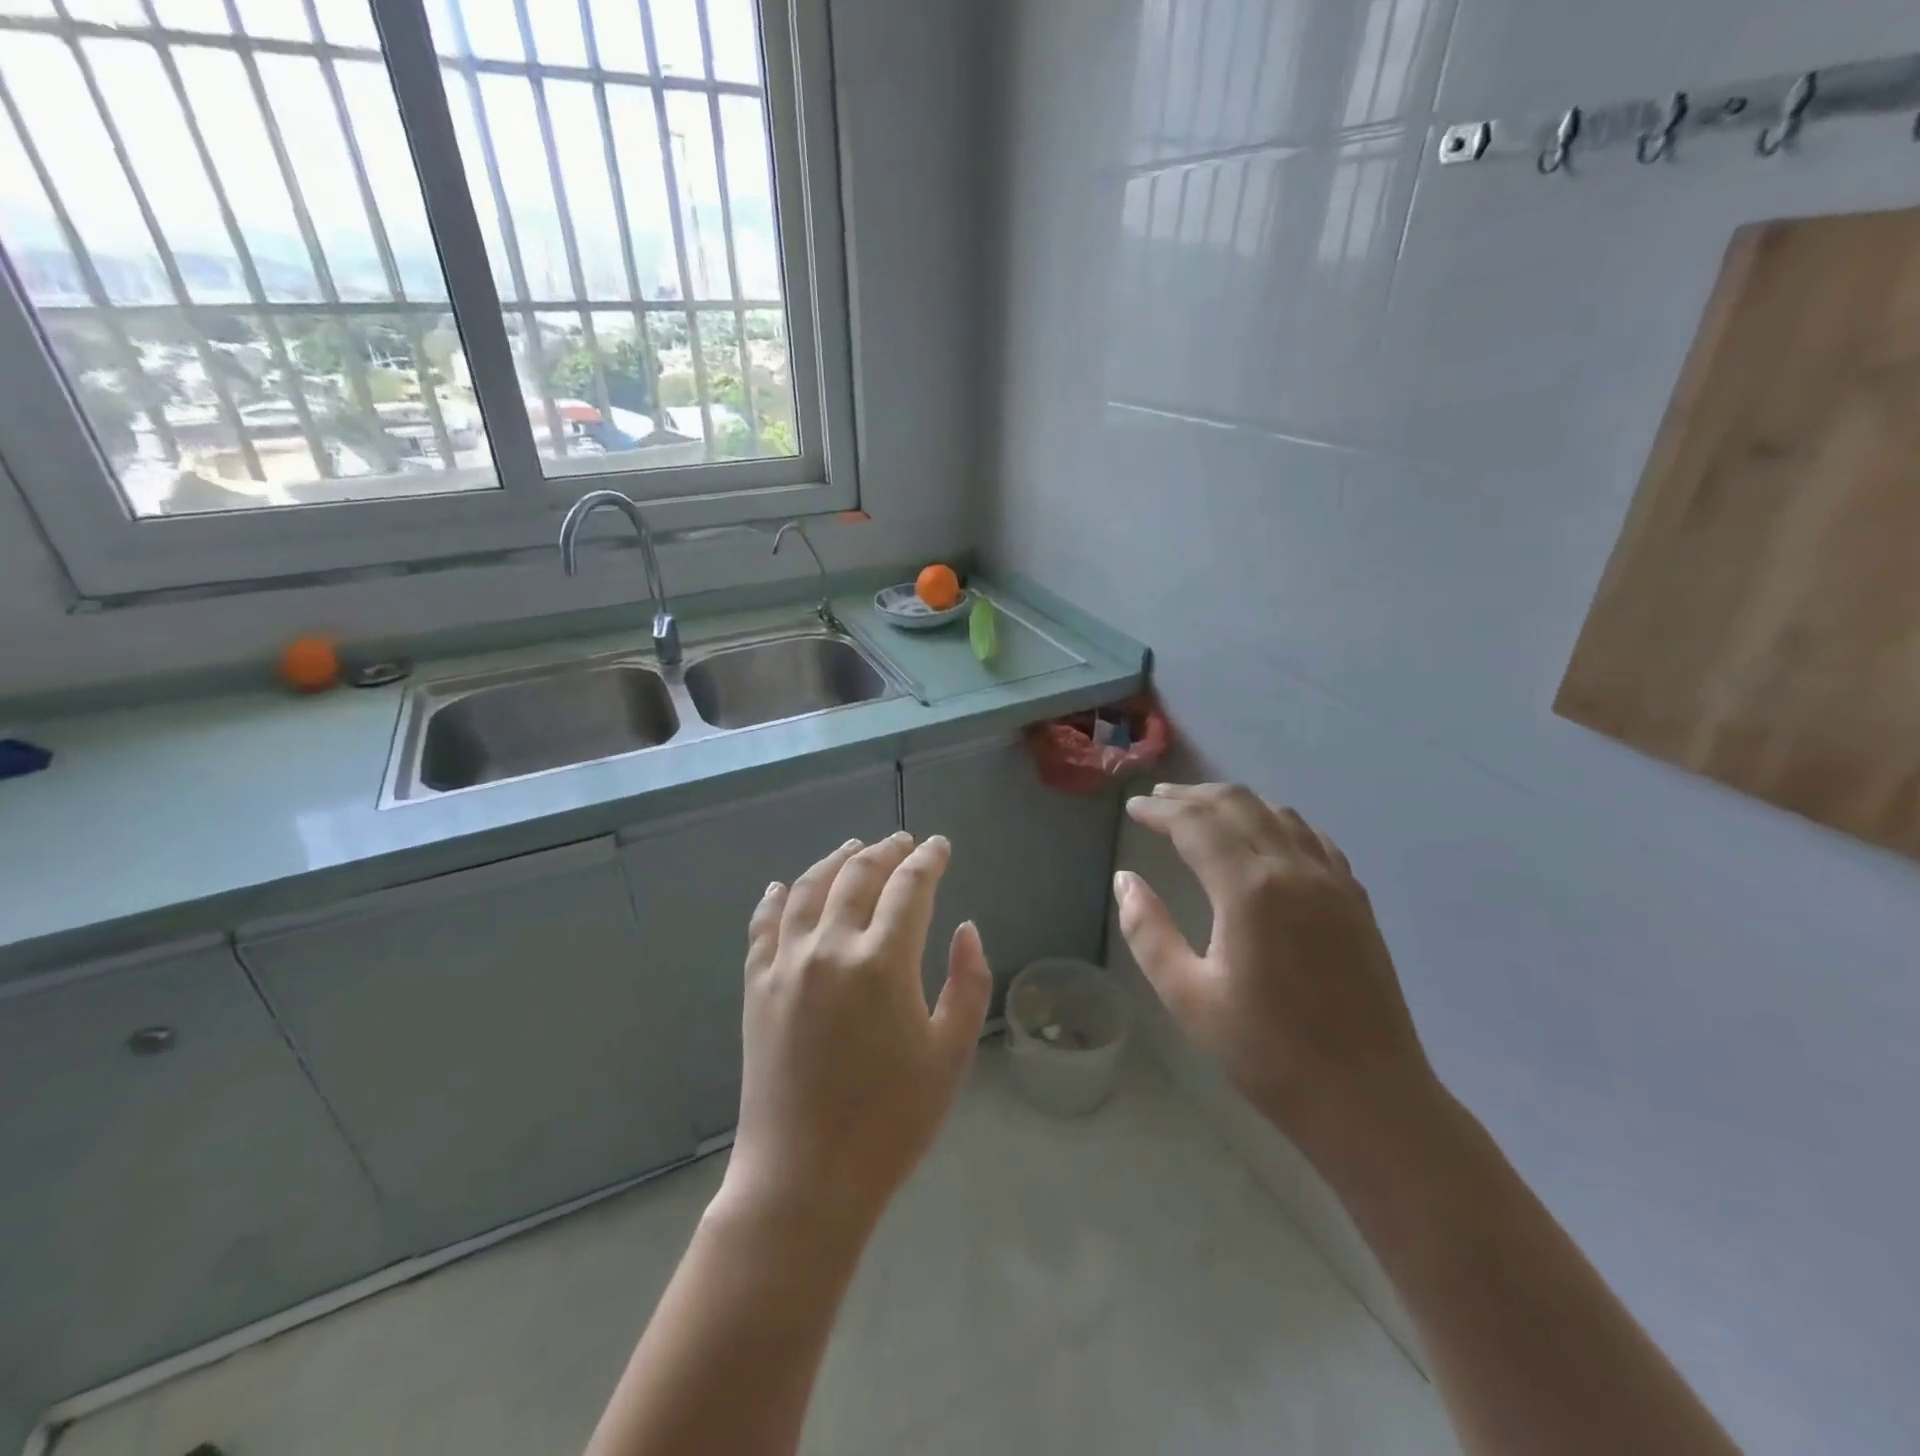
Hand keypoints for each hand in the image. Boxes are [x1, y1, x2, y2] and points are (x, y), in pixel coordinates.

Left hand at [718, 832, 993, 1237]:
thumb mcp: (951, 1055)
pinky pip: (763, 926)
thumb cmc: (891, 1122)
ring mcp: (786, 965)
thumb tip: (965, 928)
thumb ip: (968, 983)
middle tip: (903, 842)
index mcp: (883, 962)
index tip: (939, 846)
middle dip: (886, 851)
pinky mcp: (756, 987)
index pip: (910, 887)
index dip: (928, 859)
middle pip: (858, 875)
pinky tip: (781, 886)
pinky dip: (774, 898)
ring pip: (807, 889)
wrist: (805, 1179)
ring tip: (854, 847)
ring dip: (834, 861)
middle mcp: (830, 948)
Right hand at [1115, 784, 1436, 1154]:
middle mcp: (1294, 870)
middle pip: (1238, 805)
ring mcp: (1333, 881)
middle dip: (1192, 796)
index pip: (1195, 826)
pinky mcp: (1355, 899)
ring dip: (1234, 803)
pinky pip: (1313, 837)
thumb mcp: (1188, 997)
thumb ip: (1148, 931)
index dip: (1159, 811)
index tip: (1133, 808)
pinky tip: (1265, 834)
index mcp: (1249, 890)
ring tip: (1202, 810)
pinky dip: (1277, 821)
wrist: (1368, 1098)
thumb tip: (1125, 880)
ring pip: (1278, 813)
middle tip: (1158, 800)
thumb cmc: (1267, 1052)